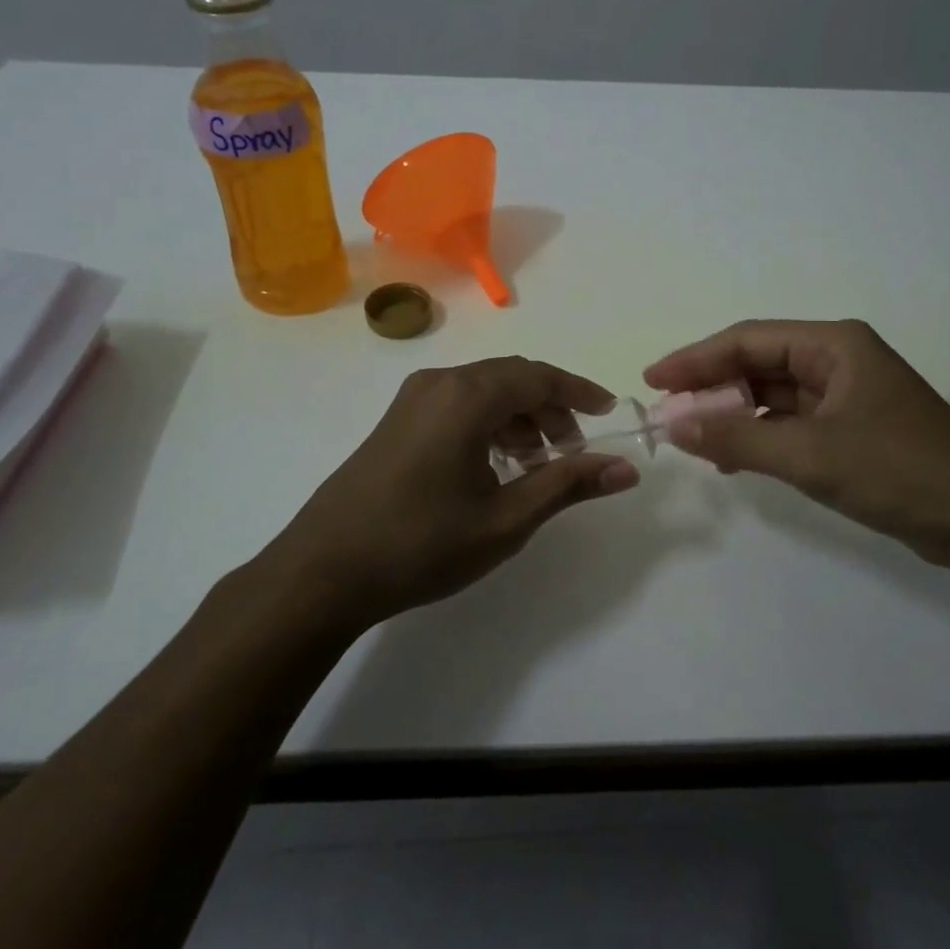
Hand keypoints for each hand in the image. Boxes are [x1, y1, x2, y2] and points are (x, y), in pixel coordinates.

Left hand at [269, 358, 640, 626]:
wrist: (324, 571)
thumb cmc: (422, 544)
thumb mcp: (506, 519)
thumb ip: (567, 485)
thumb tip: (625, 468)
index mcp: (467, 397)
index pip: (539, 377)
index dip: (579, 392)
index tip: (609, 412)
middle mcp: (439, 383)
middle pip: (511, 378)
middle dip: (550, 408)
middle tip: (572, 451)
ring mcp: (412, 400)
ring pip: (484, 391)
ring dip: (519, 416)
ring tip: (536, 463)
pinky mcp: (397, 420)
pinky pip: (457, 404)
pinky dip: (488, 423)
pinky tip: (494, 465)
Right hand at [644, 319, 949, 568]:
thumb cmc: (900, 471)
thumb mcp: (810, 454)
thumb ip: (738, 437)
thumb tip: (674, 425)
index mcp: (834, 345)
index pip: (747, 340)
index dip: (695, 358)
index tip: (653, 380)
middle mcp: (839, 360)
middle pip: (758, 364)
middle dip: (712, 388)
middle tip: (668, 413)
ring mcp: (848, 396)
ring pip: (773, 394)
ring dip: (734, 414)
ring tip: (693, 438)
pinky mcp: (854, 429)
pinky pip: (792, 422)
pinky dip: (761, 436)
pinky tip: (734, 456)